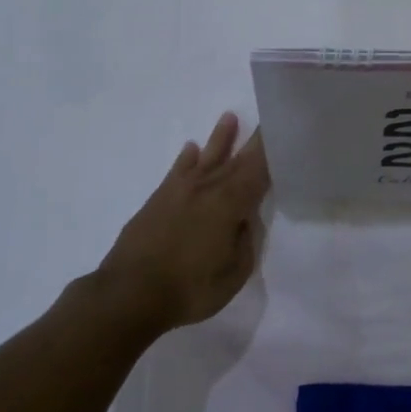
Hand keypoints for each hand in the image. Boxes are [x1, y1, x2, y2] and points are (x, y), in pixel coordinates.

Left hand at [92, 112, 270, 336]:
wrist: (128, 294)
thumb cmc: (190, 288)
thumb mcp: (234, 273)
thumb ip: (245, 240)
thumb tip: (245, 219)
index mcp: (230, 202)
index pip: (258, 168)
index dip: (271, 149)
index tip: (282, 128)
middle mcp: (206, 188)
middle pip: (235, 159)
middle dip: (252, 139)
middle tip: (265, 118)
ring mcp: (178, 191)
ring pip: (205, 158)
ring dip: (219, 139)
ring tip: (229, 117)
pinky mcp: (157, 201)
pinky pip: (177, 171)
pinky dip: (186, 159)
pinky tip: (191, 150)